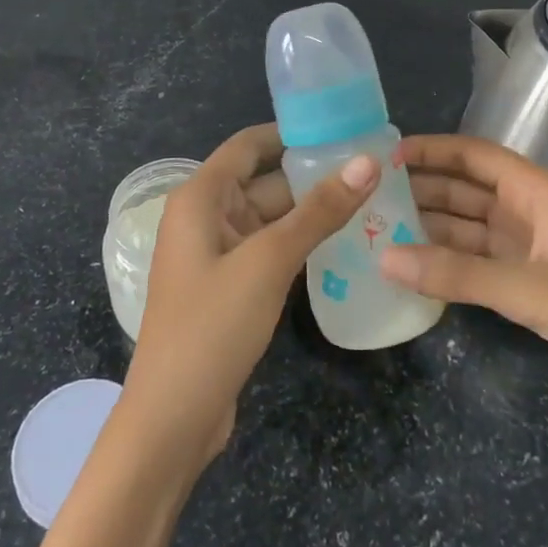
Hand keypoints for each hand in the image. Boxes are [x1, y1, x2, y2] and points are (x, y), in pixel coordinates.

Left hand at [124, 124, 377, 466]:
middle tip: (374, 167)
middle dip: (313, 174)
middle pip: (263, 180)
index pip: (248, 145)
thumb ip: (319, 211)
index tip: (343, 127)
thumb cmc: (212, 326)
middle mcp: (205, 217)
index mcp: (200, 197)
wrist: (173, 419)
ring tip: (372, 198)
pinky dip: (301, 243)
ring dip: (312, 211)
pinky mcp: (230, 287)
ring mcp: (217, 254)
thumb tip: (368, 161)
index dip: (292, 132)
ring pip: (271, 217)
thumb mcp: (269, 262)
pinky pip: (269, 249)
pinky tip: (344, 241)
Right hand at [380, 134, 547, 437]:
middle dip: (423, 189)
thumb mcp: (531, 290)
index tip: (386, 156)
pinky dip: (450, 263)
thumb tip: (384, 258)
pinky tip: (416, 268)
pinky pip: (480, 262)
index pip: (476, 155)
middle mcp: (533, 213)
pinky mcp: (534, 286)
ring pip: (471, 228)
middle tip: (370, 197)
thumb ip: (458, 274)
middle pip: (468, 190)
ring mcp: (534, 251)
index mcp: (540, 193)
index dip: (432, 150)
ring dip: (432, 227)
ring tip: (381, 230)